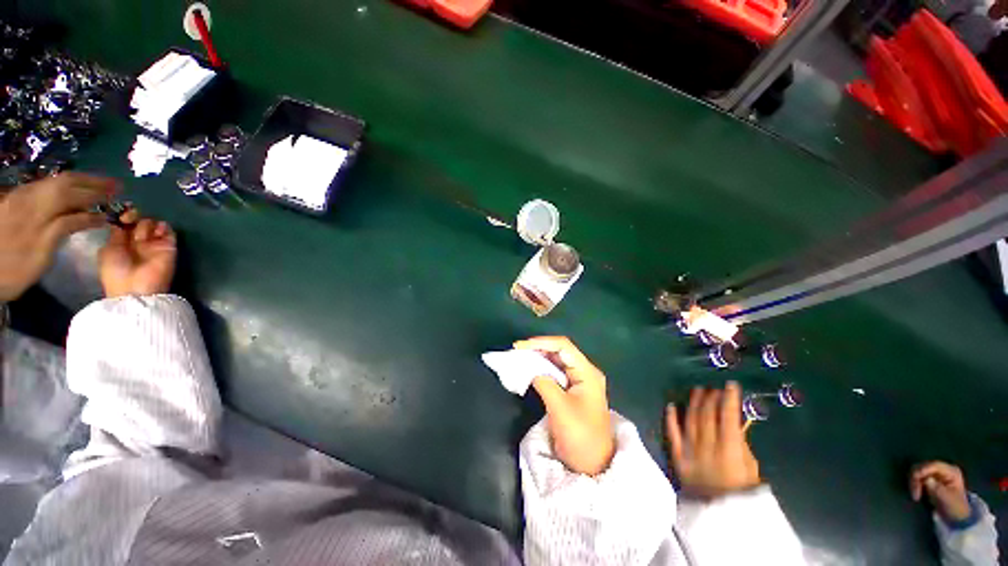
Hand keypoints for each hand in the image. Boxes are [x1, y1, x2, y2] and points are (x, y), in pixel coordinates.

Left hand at [0, 173, 116, 300]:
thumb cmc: (15, 270)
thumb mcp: (42, 254)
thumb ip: (64, 228)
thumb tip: (94, 217)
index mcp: (37, 209)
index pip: (72, 192)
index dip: (96, 190)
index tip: (118, 192)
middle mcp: (29, 197)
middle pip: (64, 182)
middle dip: (91, 183)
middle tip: (114, 186)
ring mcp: (20, 199)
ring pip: (53, 184)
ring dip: (78, 184)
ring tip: (98, 188)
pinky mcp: (15, 203)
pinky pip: (43, 189)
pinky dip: (62, 189)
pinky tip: (70, 196)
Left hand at [99, 215, 176, 297]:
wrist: (136, 288)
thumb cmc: (116, 271)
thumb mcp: (108, 250)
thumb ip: (116, 234)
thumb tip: (122, 220)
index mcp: (121, 243)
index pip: (124, 224)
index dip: (122, 216)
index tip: (120, 214)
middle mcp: (138, 242)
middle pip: (138, 221)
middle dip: (134, 216)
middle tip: (130, 218)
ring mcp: (154, 244)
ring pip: (152, 224)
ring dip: (147, 223)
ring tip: (144, 231)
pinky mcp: (169, 247)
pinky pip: (169, 232)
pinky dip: (164, 227)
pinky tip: (159, 229)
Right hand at [515, 336, 614, 475]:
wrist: (593, 465)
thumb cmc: (580, 436)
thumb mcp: (560, 408)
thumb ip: (544, 383)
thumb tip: (530, 369)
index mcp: (587, 372)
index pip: (563, 347)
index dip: (541, 342)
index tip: (520, 347)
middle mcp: (584, 372)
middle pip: (559, 351)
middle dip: (538, 349)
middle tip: (517, 352)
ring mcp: (578, 381)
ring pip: (556, 361)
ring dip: (538, 358)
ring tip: (520, 358)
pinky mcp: (571, 390)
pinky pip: (555, 373)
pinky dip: (541, 370)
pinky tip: (529, 370)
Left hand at [666, 383, 760, 497]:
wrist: (720, 518)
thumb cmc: (742, 495)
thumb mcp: (751, 469)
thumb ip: (742, 444)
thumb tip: (736, 421)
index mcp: (729, 451)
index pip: (728, 417)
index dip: (729, 399)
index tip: (731, 386)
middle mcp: (707, 447)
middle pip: (707, 415)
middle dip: (711, 398)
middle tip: (713, 387)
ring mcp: (689, 451)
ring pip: (690, 420)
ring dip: (693, 403)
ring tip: (697, 390)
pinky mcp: (677, 457)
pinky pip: (672, 434)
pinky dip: (671, 419)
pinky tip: (671, 406)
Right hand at [910, 461, 971, 521]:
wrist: (956, 515)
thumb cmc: (955, 507)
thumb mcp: (949, 499)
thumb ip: (938, 489)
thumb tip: (926, 480)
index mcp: (951, 471)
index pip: (934, 465)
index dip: (923, 470)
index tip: (915, 479)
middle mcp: (943, 469)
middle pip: (924, 467)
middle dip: (916, 478)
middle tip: (914, 492)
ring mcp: (936, 474)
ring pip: (918, 471)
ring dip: (914, 482)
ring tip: (915, 495)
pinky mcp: (929, 479)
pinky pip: (917, 477)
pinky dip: (914, 484)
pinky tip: (916, 493)